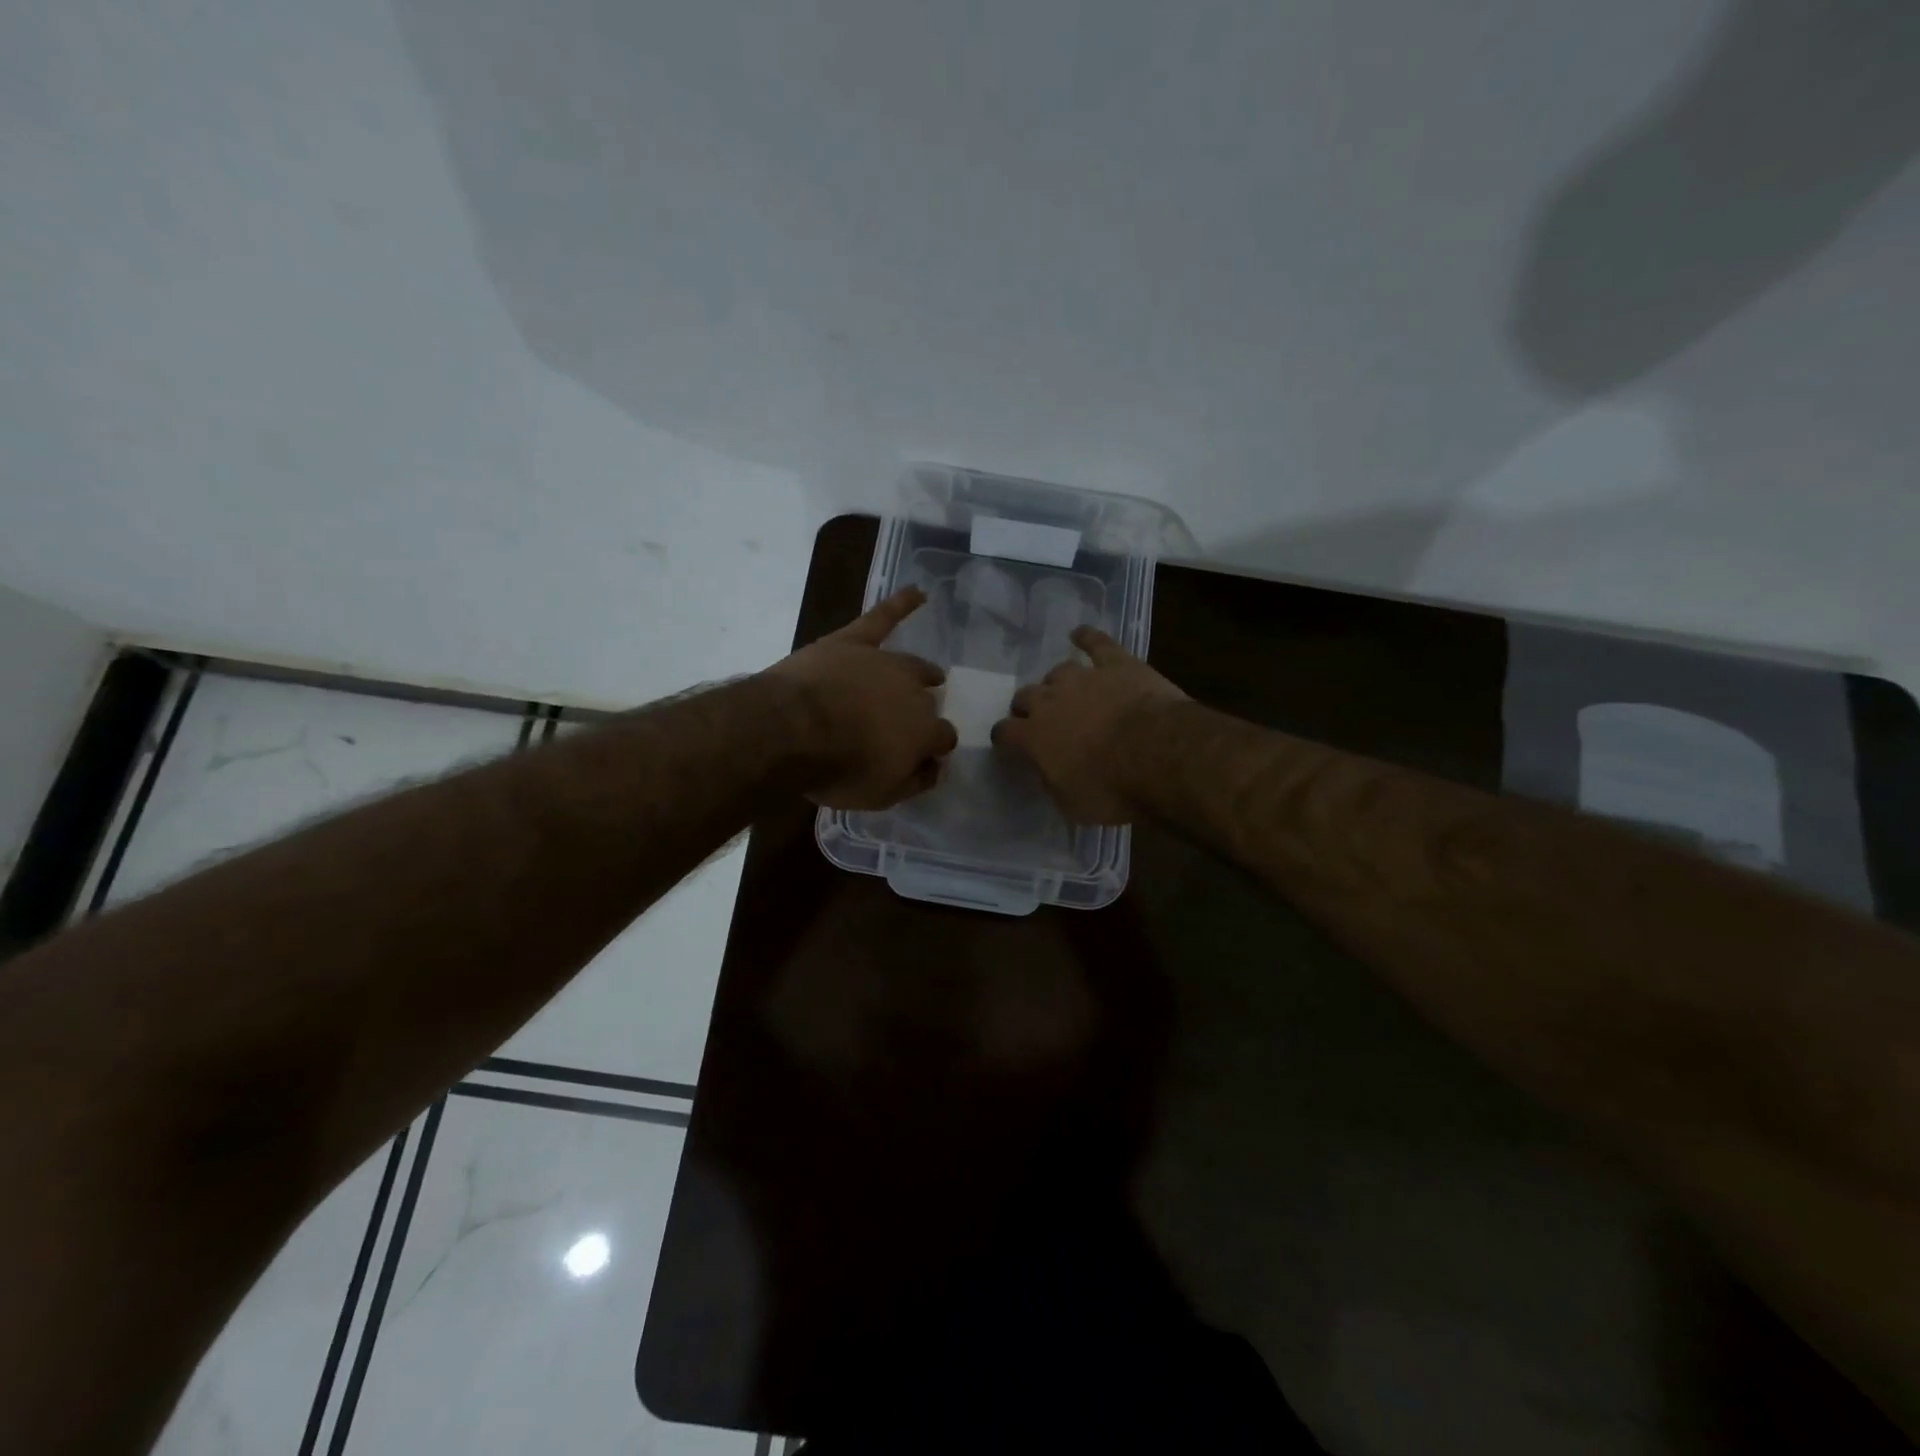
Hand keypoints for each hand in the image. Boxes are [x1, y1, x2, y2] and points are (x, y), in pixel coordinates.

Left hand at [766, 587, 957, 809]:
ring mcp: (884, 662)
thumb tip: (935, 768)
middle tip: (908, 723)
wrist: (791, 730)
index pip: (943, 737)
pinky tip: (918, 592)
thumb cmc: (837, 769)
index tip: (925, 756)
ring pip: (912, 665)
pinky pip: (881, 617)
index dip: (935, 747)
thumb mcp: (881, 794)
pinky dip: (901, 604)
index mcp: (924, 730)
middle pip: (927, 702)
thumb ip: (914, 781)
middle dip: (923, 712)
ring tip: (931, 675)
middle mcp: (913, 692)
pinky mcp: (853, 642)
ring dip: (924, 672)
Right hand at [991, 627, 1186, 823]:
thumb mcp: (1073, 805)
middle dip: (1028, 706)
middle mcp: (1050, 701)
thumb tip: (1049, 773)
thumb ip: (1054, 783)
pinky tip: (1080, 634)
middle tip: (1041, 718)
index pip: (1005, 732)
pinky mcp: (1116, 663)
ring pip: (1058, 671)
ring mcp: (1082, 677)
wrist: (1157, 753)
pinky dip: (1087, 637)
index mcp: (1033, 737)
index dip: (1005, 737)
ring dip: (1058, 682)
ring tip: (1066, 690)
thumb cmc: (1112, 789)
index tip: (1008, 742)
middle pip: (1026, 695)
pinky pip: (1096, 643)